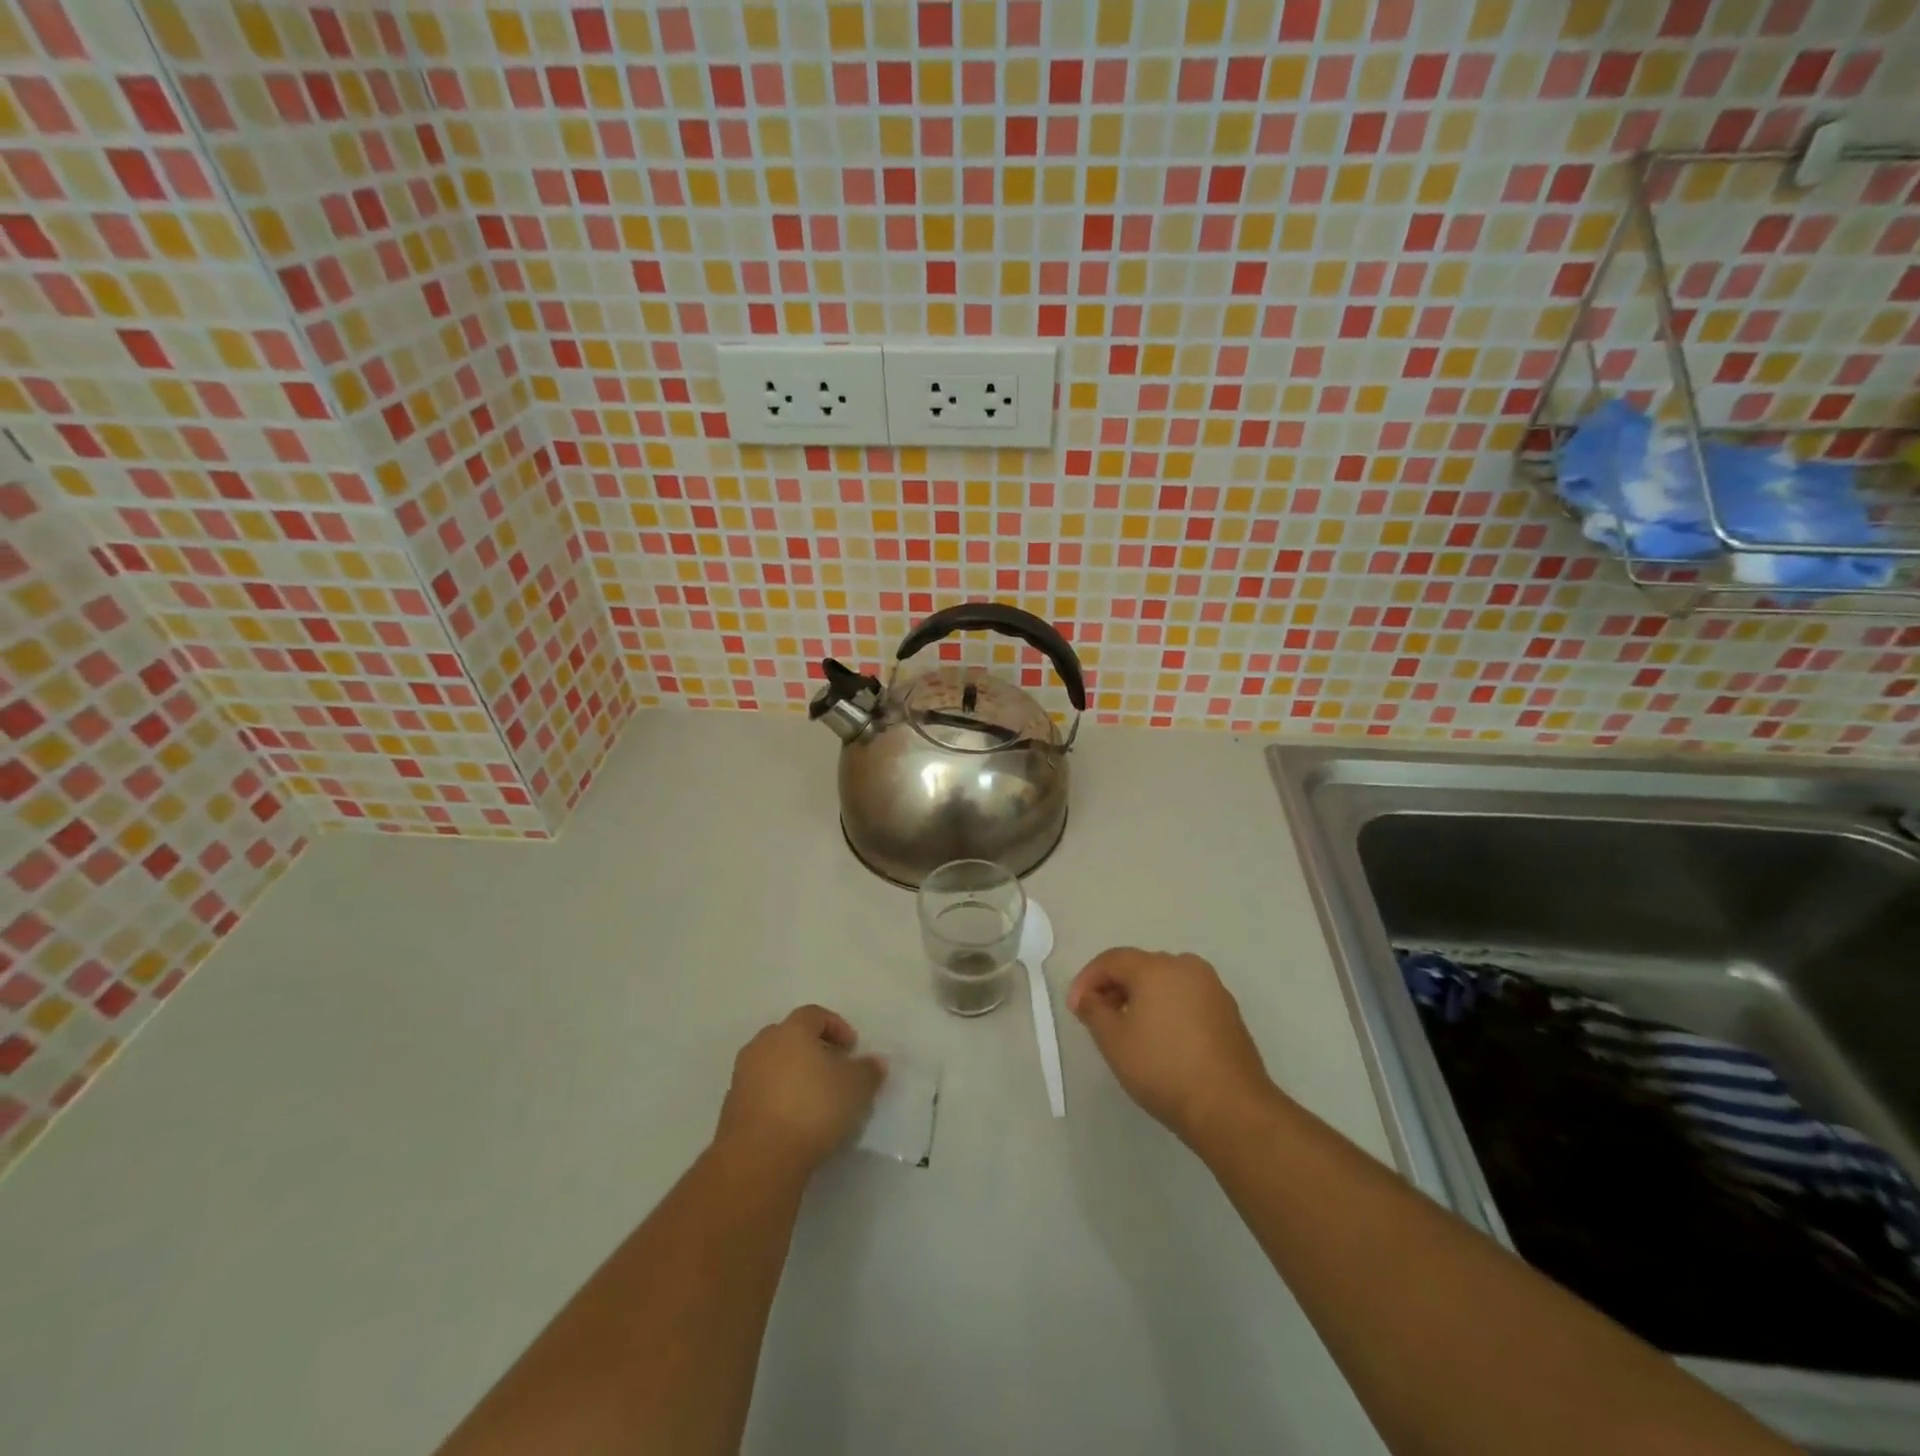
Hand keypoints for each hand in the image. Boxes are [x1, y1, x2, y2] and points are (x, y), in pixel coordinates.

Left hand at [715, 1005, 885, 1175]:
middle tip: (833, 1069)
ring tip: (815, 1098)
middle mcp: (762, 1045)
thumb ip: (868, 1070)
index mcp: (791, 1030)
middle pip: (790, 1036)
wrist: (758, 1158)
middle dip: (813, 1049)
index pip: (814, 1014)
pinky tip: (795, 1120)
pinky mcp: (731, 1108)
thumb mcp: (856, 1088)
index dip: (836, 1026)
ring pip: (774, 1064)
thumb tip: (875, 1061)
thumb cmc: (812, 1108)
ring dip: (794, 1074)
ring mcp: (742, 1076)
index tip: (852, 1048)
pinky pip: (762, 1091)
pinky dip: (778, 1097)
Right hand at [1067, 949, 1276, 1148]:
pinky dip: (1166, 1008)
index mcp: (1157, 967)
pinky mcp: (1228, 1011)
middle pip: (1140, 967)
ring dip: (1140, 997)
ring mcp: (1212, 988)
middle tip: (1097, 1016)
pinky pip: (1186, 998)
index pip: (1112, 960)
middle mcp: (1187, 967)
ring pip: (1165, 982)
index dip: (1087, 980)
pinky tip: (1160, 1038)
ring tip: (1127, 1029)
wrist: (1230, 1108)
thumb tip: (1087, 997)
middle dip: (1114, 987)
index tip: (1074, 1008)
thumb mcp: (1113, 1040)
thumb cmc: (1163, 1068)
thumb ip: (1093, 1010)